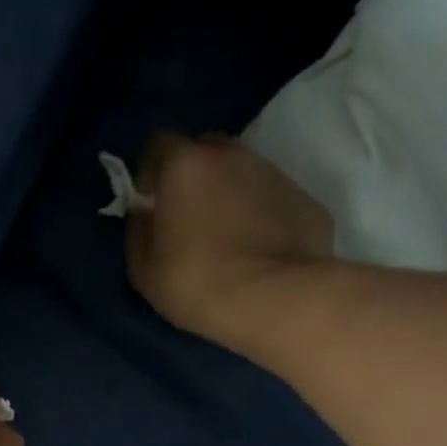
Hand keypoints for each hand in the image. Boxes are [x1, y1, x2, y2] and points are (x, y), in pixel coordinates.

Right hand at [126, 134, 334, 340]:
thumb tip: (145, 214)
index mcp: (186, 165)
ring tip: (227, 237)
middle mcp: (232, 156)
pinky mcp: (307, 200)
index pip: (159, 144)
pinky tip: (259, 250)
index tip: (150, 201)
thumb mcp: (144, 269)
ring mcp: (275, 175)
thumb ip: (139, 231)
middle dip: (194, 175)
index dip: (151, 171)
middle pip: (206, 151)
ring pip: (243, 173)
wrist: (278, 301)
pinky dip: (263, 216)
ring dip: (230, 194)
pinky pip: (273, 200)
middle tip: (189, 216)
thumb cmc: (197, 282)